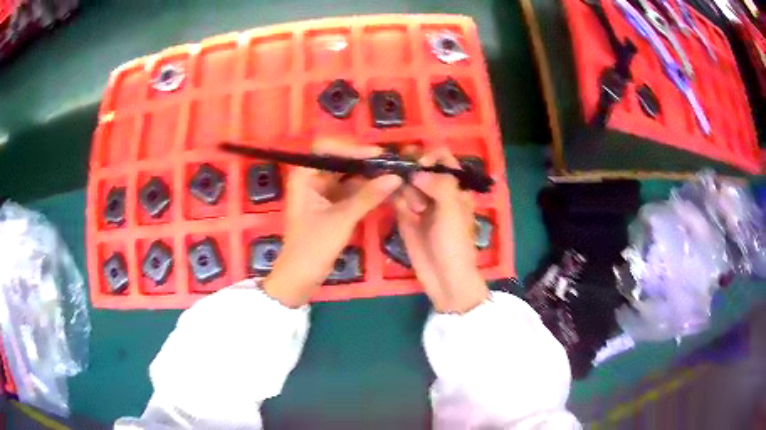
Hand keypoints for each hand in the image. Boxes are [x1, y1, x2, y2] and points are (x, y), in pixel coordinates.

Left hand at [263, 138, 401, 307]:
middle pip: (340, 160)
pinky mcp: (330, 205)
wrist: (300, 278)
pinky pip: (349, 191)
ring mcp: (320, 192)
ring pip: (347, 176)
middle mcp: (311, 179)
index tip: (378, 155)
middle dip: (365, 162)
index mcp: (304, 176)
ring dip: (367, 176)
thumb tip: (396, 176)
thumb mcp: (341, 220)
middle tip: (392, 164)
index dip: (353, 148)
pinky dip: (364, 190)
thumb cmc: (313, 247)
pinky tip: (384, 189)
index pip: (328, 149)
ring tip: (392, 175)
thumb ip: (368, 196)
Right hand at [394, 148, 488, 312]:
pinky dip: (394, 197)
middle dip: (410, 169)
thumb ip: (440, 185)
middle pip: (419, 166)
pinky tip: (401, 208)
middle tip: (407, 181)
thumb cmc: (455, 244)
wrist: (444, 277)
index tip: (420, 166)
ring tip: (414, 209)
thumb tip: (417, 172)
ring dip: (403, 187)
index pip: (442, 157)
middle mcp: (436, 189)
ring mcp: (420, 202)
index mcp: (455, 186)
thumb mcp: (452, 212)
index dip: (430, 156)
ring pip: (405, 181)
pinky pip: (396, 198)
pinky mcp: (405, 215)